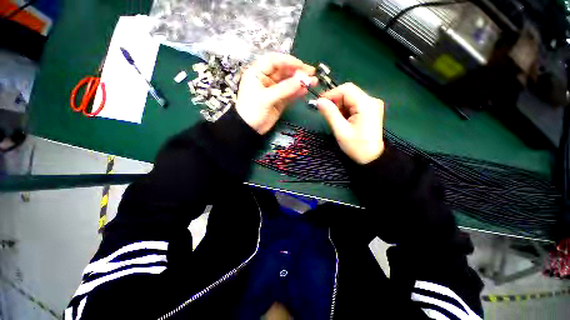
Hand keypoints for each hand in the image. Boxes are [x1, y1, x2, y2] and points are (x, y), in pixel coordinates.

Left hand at [236, 54, 317, 134]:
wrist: (250, 129)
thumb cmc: (252, 111)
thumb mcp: (266, 98)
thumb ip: (284, 89)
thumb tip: (302, 80)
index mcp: (258, 73)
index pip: (274, 61)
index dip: (288, 61)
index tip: (301, 66)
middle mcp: (267, 79)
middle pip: (284, 71)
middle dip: (297, 72)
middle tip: (311, 74)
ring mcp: (275, 90)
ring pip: (289, 83)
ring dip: (300, 82)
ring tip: (313, 82)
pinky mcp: (280, 100)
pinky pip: (290, 94)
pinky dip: (298, 92)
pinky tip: (306, 90)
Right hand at [316, 83, 384, 164]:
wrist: (371, 158)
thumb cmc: (356, 146)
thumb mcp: (340, 130)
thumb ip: (330, 113)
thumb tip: (319, 101)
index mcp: (366, 104)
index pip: (346, 89)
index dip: (331, 94)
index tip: (319, 103)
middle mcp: (371, 100)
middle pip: (348, 92)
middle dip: (335, 101)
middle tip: (325, 113)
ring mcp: (371, 105)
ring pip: (350, 98)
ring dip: (339, 106)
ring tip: (335, 119)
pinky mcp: (369, 110)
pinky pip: (353, 104)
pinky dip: (344, 110)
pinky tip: (342, 120)